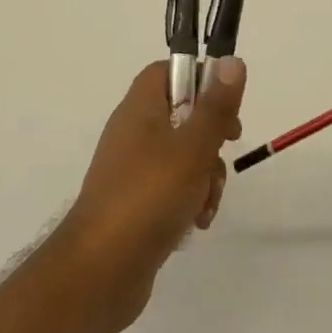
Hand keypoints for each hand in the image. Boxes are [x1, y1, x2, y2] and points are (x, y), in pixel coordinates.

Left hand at [59, 58, 244, 332]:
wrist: (100, 271)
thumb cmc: (148, 197)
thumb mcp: (192, 148)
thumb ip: (216, 106)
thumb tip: (231, 61)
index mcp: (140, 109)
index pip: (168, 71)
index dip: (200, 79)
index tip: (225, 104)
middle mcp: (133, 133)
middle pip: (182, 114)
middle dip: (211, 136)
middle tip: (226, 147)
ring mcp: (133, 170)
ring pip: (183, 155)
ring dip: (205, 174)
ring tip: (207, 201)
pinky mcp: (136, 203)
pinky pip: (172, 188)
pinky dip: (190, 199)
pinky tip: (197, 221)